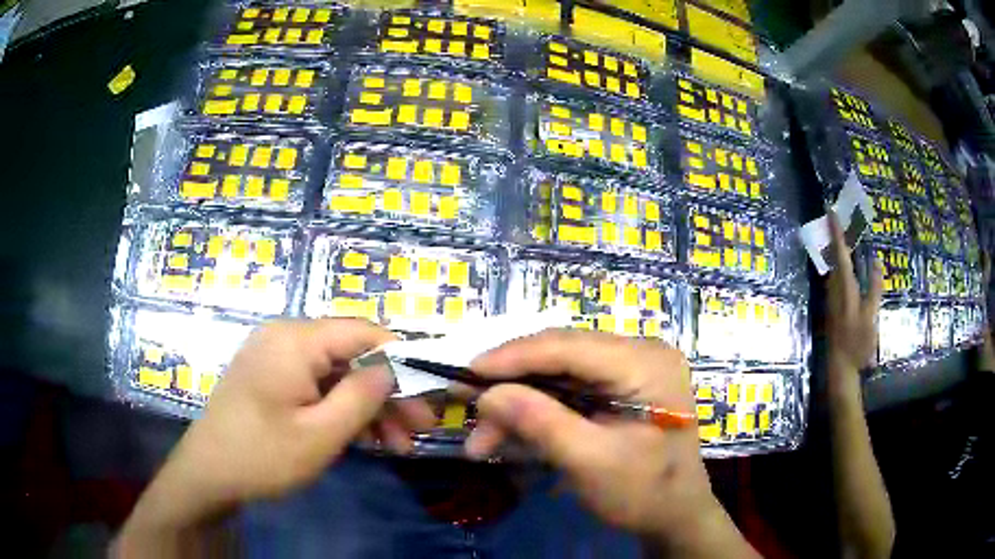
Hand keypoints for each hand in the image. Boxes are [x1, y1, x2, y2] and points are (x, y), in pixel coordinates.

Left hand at [120, 319, 434, 539]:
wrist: (208, 473)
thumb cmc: (262, 455)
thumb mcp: (321, 434)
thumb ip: (362, 397)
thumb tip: (393, 369)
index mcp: (296, 340)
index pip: (364, 332)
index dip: (401, 359)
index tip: (428, 393)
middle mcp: (287, 338)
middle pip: (352, 355)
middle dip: (388, 392)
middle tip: (419, 429)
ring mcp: (277, 358)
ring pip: (337, 374)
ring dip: (369, 407)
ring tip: (398, 445)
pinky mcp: (272, 378)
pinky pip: (317, 385)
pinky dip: (342, 409)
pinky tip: (365, 439)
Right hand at [465, 330, 755, 556]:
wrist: (677, 515)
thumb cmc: (645, 492)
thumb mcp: (591, 462)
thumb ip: (539, 424)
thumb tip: (486, 394)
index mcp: (645, 362)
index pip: (568, 346)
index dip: (512, 357)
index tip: (466, 373)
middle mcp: (639, 353)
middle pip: (560, 358)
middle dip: (511, 388)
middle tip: (466, 409)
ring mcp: (631, 369)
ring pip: (558, 376)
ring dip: (519, 406)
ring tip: (483, 440)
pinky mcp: (620, 388)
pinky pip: (569, 390)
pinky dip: (538, 413)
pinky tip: (510, 434)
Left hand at [827, 211, 882, 372]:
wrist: (839, 368)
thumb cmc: (857, 343)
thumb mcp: (871, 316)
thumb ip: (874, 289)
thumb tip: (876, 262)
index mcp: (845, 288)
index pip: (840, 253)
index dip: (836, 232)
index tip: (830, 211)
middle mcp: (834, 289)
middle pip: (835, 257)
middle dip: (836, 235)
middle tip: (838, 216)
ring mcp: (831, 299)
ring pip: (834, 268)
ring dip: (837, 249)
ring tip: (843, 232)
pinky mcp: (832, 307)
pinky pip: (836, 278)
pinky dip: (840, 265)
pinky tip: (845, 264)